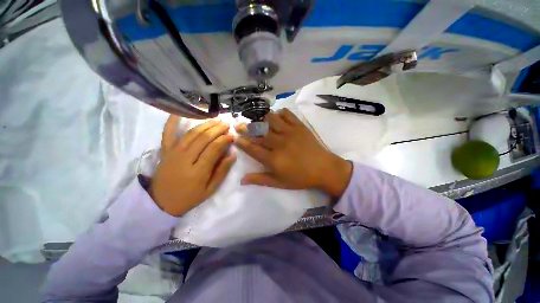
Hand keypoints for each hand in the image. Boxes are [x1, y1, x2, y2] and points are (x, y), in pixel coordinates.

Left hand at [150, 116, 235, 215]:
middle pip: (203, 138)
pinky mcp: (165, 151)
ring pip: (191, 134)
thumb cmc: (189, 197)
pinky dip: (172, 122)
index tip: (232, 136)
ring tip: (215, 119)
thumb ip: (222, 171)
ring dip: (205, 124)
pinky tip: (178, 112)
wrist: (161, 203)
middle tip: (227, 124)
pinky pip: (167, 133)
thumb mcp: (210, 189)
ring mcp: (173, 153)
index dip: (224, 140)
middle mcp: (184, 159)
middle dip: (217, 129)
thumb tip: (233, 155)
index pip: (213, 149)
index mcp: (198, 171)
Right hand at [235, 109, 351, 197]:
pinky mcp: (299, 126)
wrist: (324, 169)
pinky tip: (278, 117)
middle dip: (246, 128)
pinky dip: (280, 113)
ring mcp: (290, 132)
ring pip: (271, 119)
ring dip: (263, 119)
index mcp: (274, 159)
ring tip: (260, 122)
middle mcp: (279, 143)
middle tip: (239, 125)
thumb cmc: (301, 178)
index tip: (235, 138)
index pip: (253, 148)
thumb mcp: (279, 183)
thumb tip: (242, 180)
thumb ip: (260, 180)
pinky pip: (287, 114)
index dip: (242, 143)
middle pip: (258, 132)